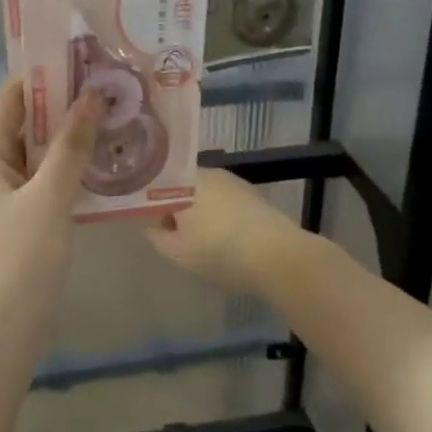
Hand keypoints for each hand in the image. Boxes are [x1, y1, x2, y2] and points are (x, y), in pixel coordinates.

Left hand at [0, 78, 103, 316]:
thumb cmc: (17, 261)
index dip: (41, 77)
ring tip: (114, 122)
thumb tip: (92, 96)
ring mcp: (4, 203)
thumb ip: (70, 146)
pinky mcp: (20, 229)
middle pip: (24, 127)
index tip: (82, 60)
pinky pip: (45, 188)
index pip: (9, 100)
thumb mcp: (48, 197)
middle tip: (109, 90)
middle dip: (63, 108)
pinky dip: (70, 175)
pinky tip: (104, 172)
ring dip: (70, 141)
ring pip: (38, 159)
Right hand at [144, 168, 306, 296]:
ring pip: (206, 195)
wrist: (279, 257)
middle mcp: (209, 173)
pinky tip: (228, 240)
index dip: (152, 205)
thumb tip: (152, 225)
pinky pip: (227, 202)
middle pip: (183, 188)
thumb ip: (157, 236)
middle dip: (178, 209)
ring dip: (201, 213)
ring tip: (204, 242)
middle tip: (179, 238)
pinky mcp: (254, 195)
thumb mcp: (178, 253)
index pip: (158, 185)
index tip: (155, 226)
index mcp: (185, 182)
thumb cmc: (220, 253)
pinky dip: (222, 216)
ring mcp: (234, 182)